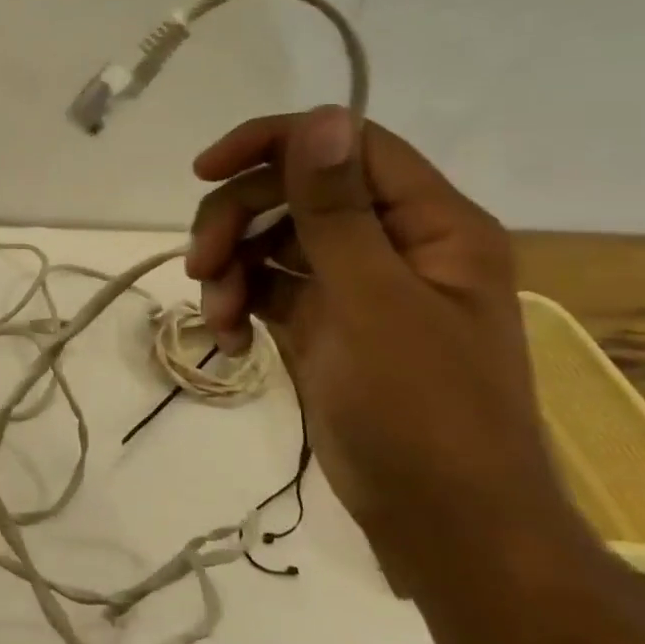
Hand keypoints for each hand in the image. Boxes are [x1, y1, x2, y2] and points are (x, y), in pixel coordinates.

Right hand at [187, 106, 573, 577]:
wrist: (444, 526)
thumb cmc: (424, 412)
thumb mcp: (374, 303)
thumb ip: (338, 210)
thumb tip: (320, 116)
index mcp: (430, 224)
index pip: (345, 146)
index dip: (273, 144)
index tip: (206, 171)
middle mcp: (393, 243)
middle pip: (295, 193)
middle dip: (237, 221)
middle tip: (200, 264)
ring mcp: (356, 285)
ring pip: (272, 240)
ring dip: (231, 267)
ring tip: (218, 315)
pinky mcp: (325, 324)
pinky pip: (267, 287)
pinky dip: (240, 304)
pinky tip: (229, 340)